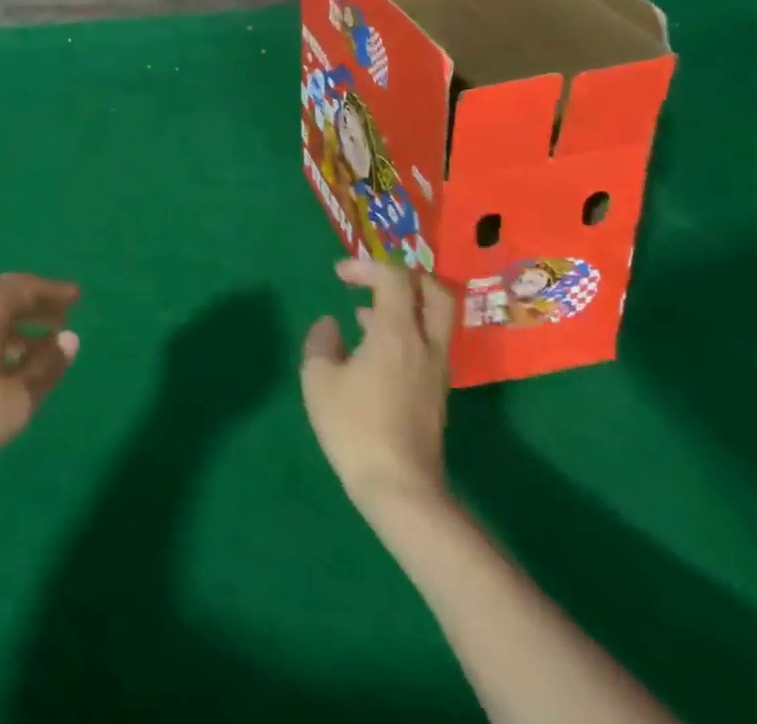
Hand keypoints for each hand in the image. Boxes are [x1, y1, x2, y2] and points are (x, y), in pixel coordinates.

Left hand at [0, 274, 80, 513]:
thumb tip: (68, 339)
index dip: (55, 294)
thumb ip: (46, 368)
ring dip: (10, 329)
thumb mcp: (14, 402)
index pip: (27, 287)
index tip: (77, 298)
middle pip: (2, 296)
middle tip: (62, 320)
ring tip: (35, 351)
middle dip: (34, 309)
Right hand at [301, 256, 456, 532]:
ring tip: (365, 314)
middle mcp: (425, 345)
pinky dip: (406, 332)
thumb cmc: (354, 427)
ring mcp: (436, 371)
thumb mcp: (319, 379)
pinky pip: (428, 344)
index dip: (366, 267)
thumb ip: (321, 342)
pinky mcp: (436, 394)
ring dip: (406, 306)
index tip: (339, 275)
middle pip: (435, 292)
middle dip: (405, 277)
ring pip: (435, 320)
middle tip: (374, 280)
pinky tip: (375, 349)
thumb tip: (331, 326)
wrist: (400, 489)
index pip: (394, 279)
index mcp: (397, 333)